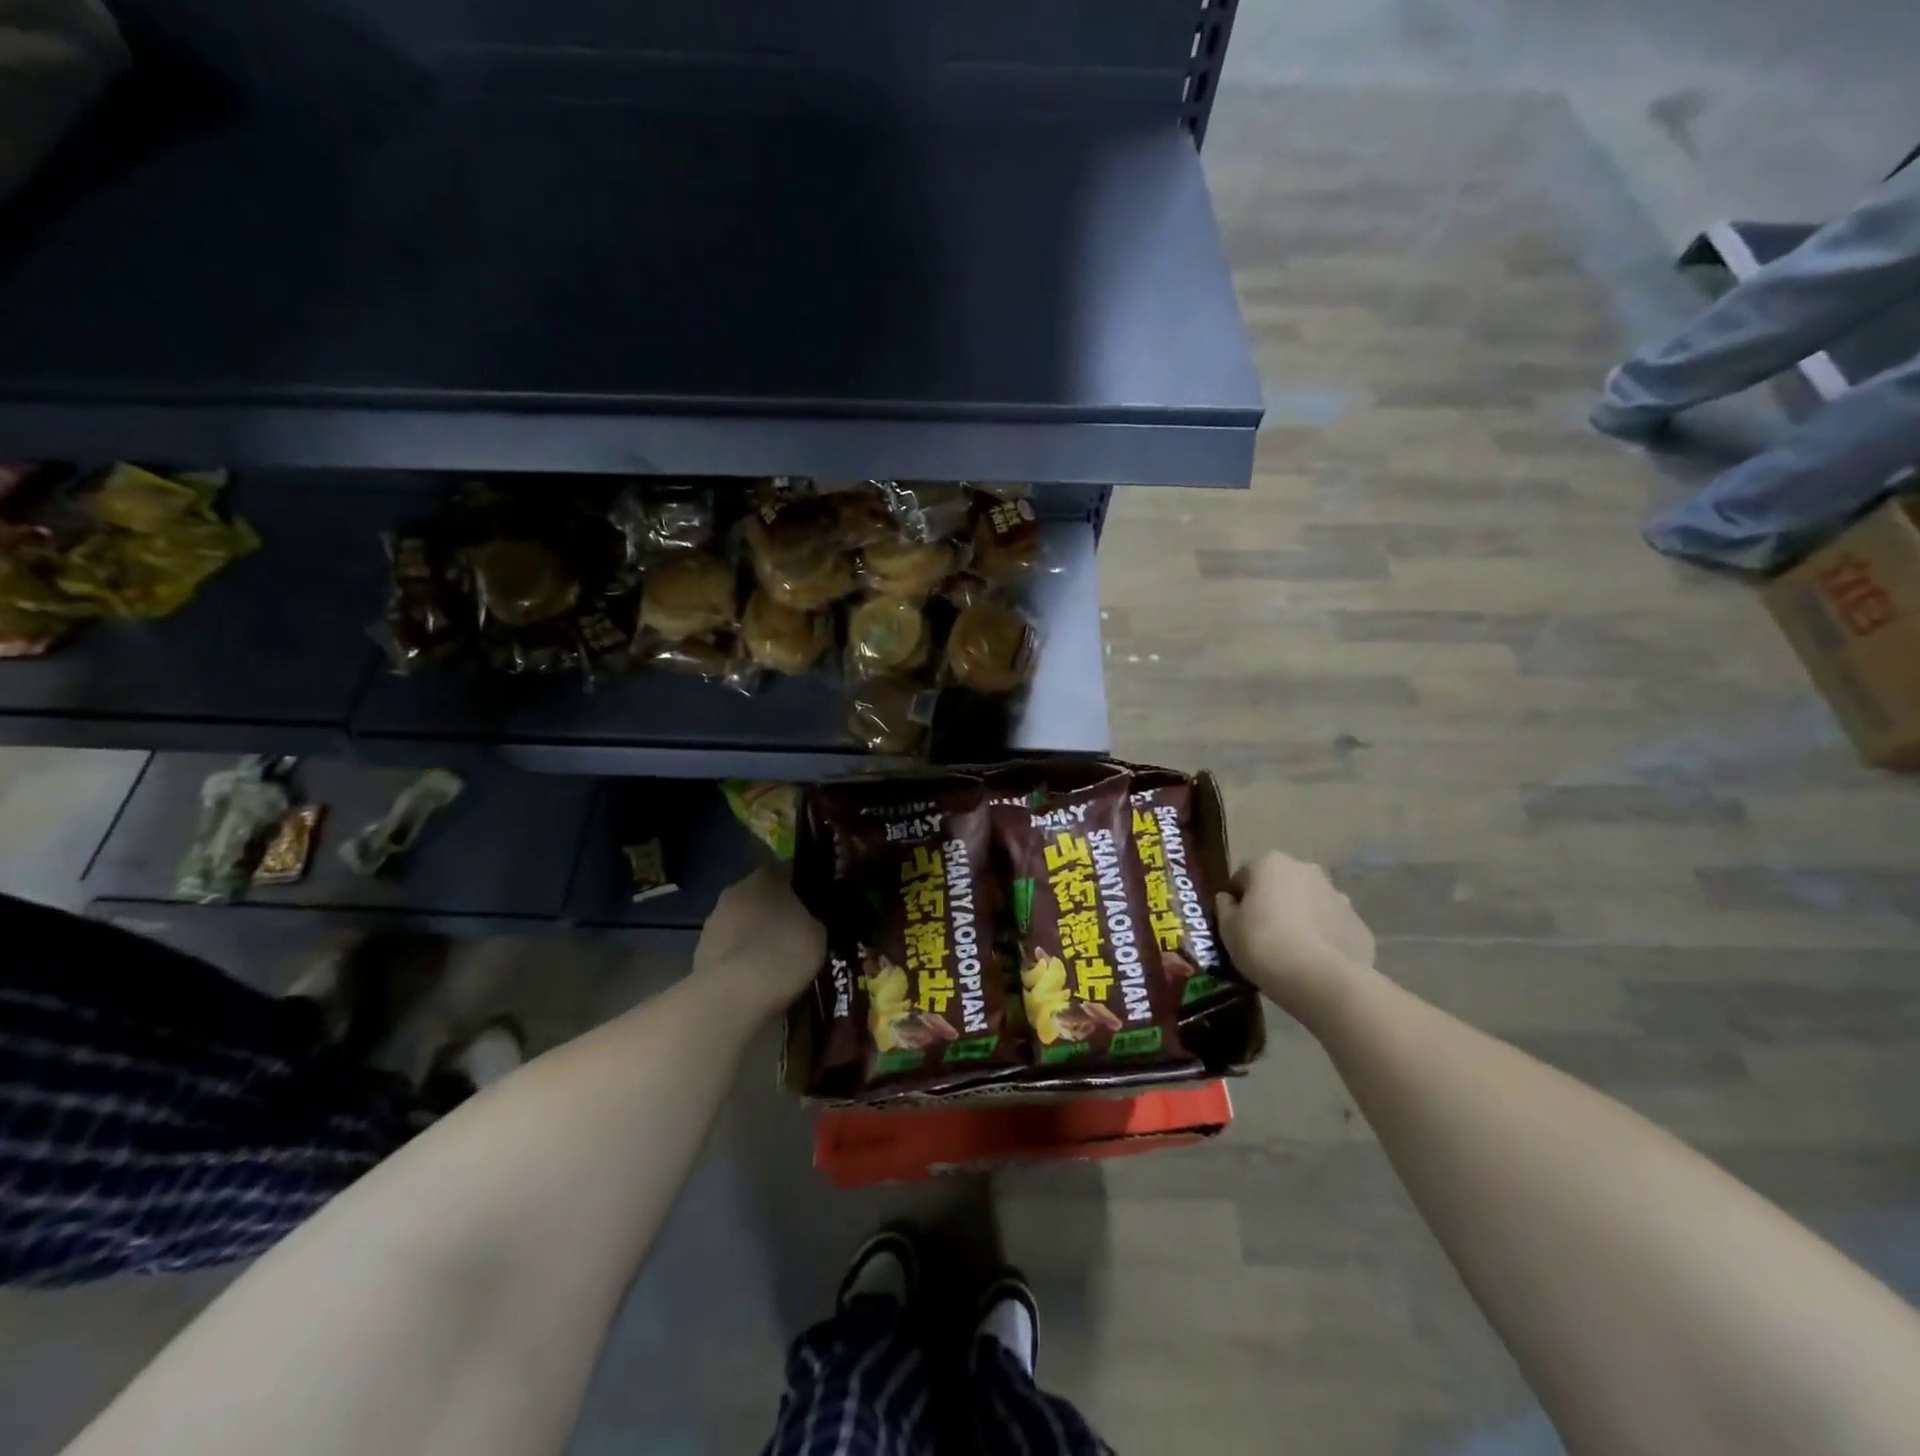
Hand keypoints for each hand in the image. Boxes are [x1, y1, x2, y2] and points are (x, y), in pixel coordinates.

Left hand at [691, 868, 826, 1021]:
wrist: (734, 995)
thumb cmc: (783, 953)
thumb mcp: (818, 934)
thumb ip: (812, 920)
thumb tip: (809, 921)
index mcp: (765, 878)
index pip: (785, 871)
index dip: (800, 887)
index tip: (813, 906)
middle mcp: (735, 891)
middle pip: (760, 897)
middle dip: (775, 912)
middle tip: (794, 934)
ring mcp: (713, 922)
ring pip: (741, 923)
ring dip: (754, 936)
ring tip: (774, 962)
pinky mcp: (700, 952)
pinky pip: (729, 949)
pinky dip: (740, 959)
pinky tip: (755, 979)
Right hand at [1217, 851, 1375, 1020]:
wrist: (1323, 981)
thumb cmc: (1264, 945)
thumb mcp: (1228, 929)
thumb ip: (1225, 908)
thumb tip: (1229, 900)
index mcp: (1271, 864)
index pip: (1244, 875)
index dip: (1238, 899)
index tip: (1237, 923)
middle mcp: (1307, 870)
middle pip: (1281, 885)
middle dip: (1273, 904)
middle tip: (1263, 936)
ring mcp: (1339, 896)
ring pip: (1310, 904)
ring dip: (1301, 919)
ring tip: (1292, 952)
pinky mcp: (1360, 926)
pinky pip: (1333, 928)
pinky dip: (1324, 939)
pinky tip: (1315, 963)